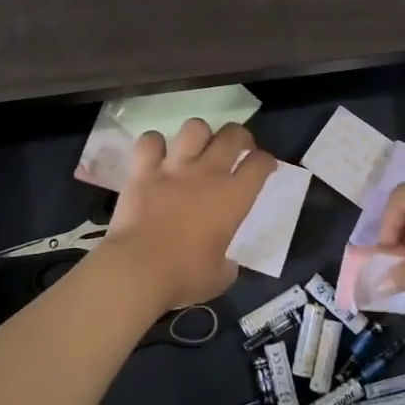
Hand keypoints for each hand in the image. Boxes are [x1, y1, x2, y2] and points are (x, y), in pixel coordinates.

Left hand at [105, 119, 275, 309]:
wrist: (138, 269)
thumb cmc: (185, 276)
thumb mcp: (220, 277)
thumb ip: (228, 265)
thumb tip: (227, 264)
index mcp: (234, 197)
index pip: (260, 164)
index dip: (266, 161)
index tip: (265, 167)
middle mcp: (208, 173)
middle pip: (233, 134)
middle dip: (241, 137)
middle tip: (238, 149)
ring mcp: (173, 168)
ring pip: (194, 128)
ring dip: (199, 135)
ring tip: (197, 148)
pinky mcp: (142, 171)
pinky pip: (150, 141)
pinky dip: (154, 144)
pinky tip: (156, 156)